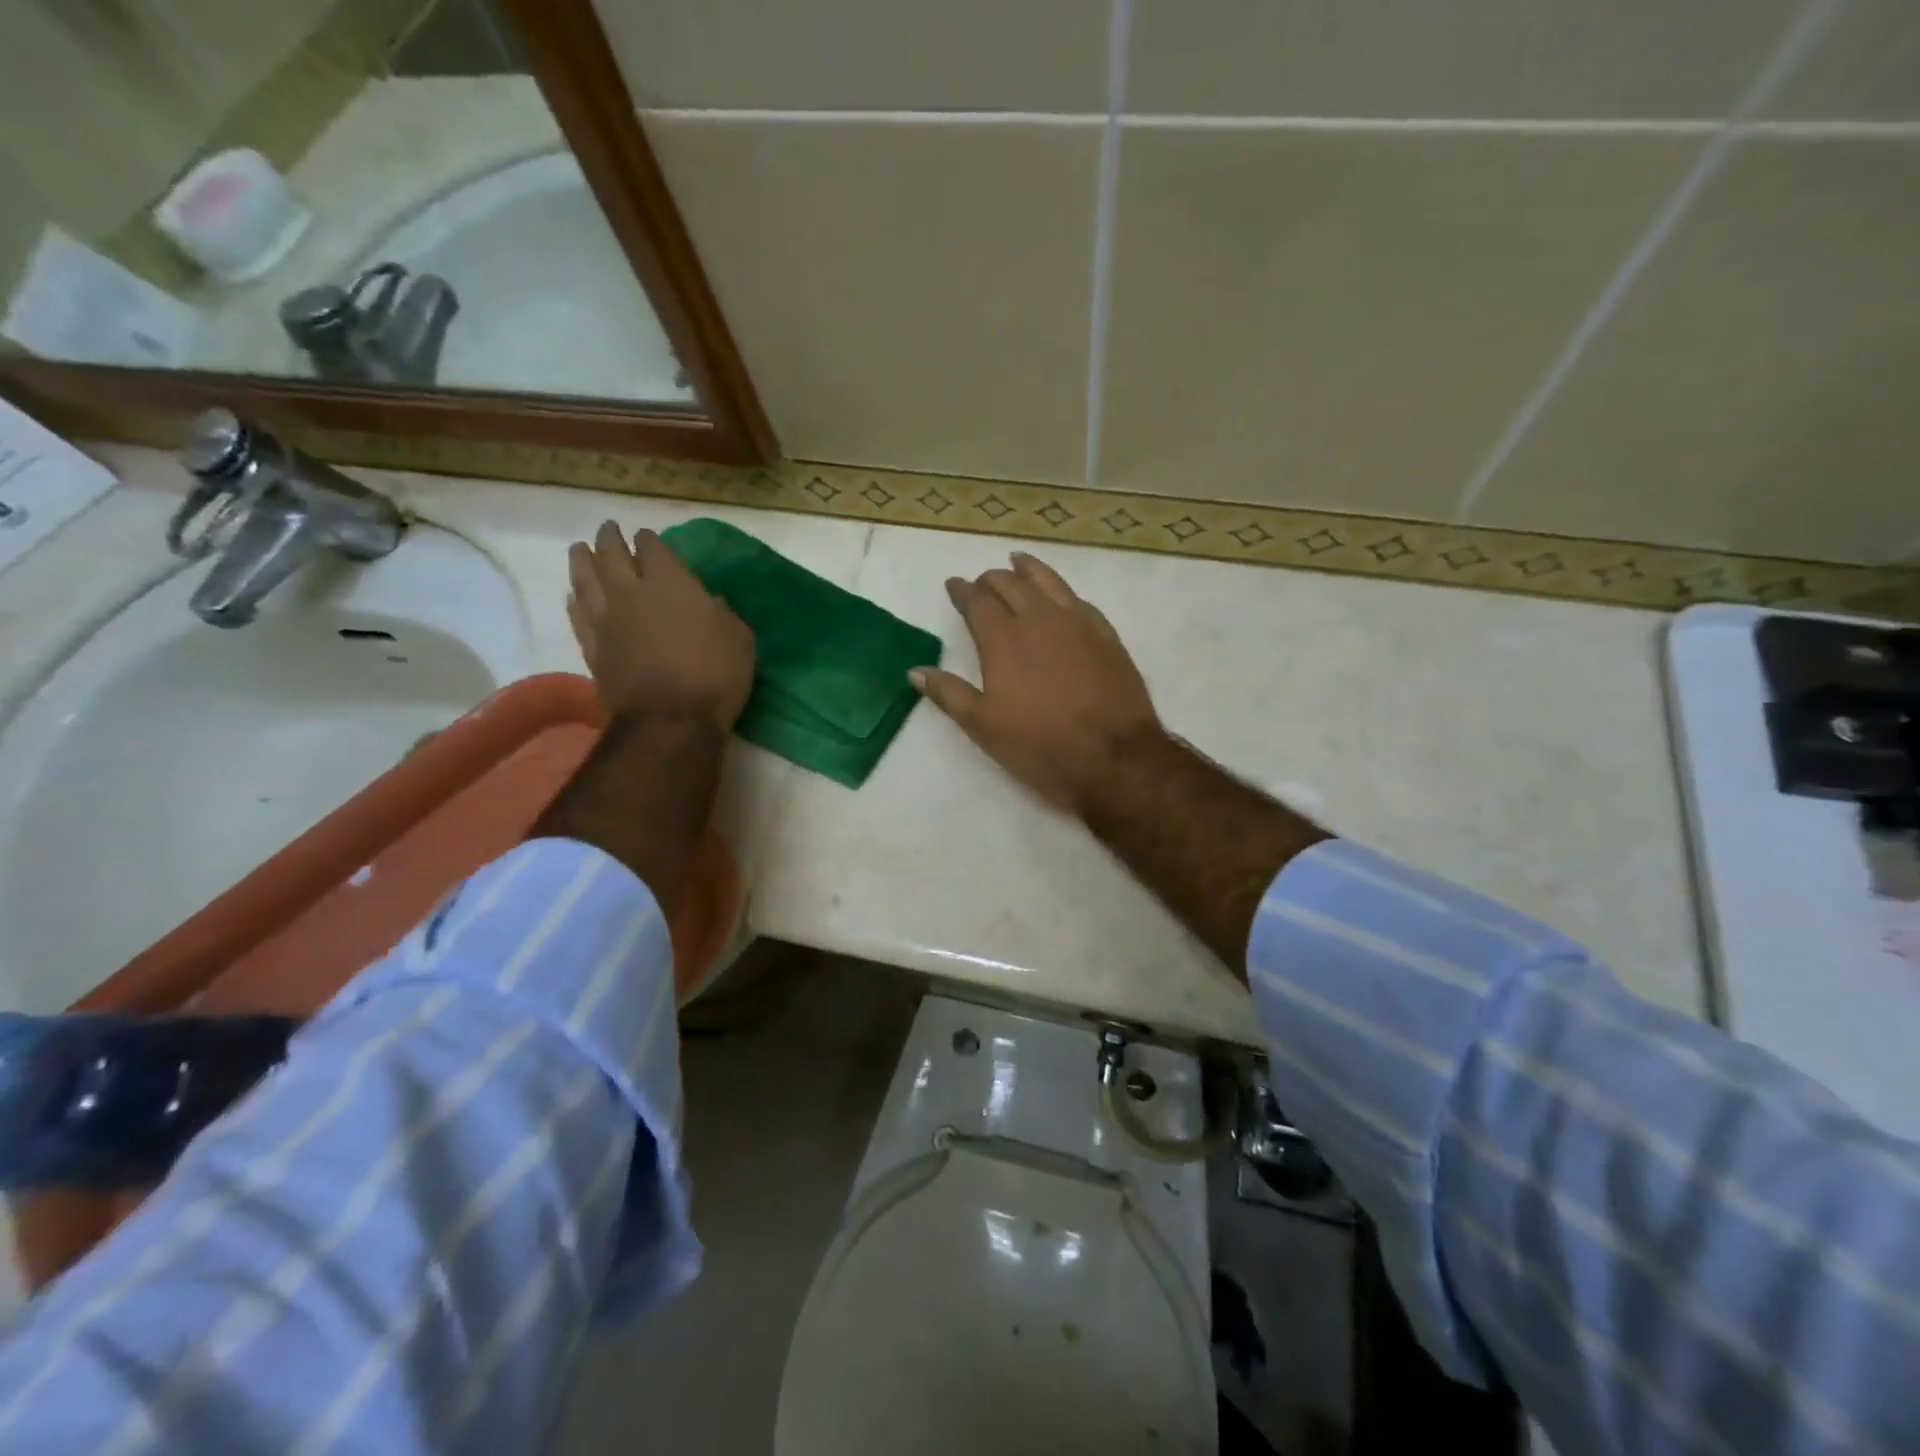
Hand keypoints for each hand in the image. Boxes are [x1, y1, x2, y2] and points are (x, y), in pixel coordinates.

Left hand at [567, 521, 754, 731]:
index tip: (648, 536)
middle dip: (610, 539)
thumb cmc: (714, 676)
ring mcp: (606, 620)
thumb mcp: (738, 639)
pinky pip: (577, 615)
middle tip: (608, 530)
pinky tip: (574, 596)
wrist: (669, 721)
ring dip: (582, 561)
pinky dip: (574, 600)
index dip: (650, 540)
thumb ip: (722, 614)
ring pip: (585, 579)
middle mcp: (631, 592)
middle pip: (612, 555)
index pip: (653, 548)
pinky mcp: (592, 648)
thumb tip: (710, 603)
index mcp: (671, 583)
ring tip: (580, 550)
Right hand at [911, 552, 1161, 814]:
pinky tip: (1061, 596)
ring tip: (1019, 561)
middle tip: (982, 581)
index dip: (962, 591)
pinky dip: (1062, 591)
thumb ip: (949, 694)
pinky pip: (1079, 600)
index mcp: (1004, 639)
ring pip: (1049, 582)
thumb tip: (915, 671)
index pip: (977, 602)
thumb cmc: (1040, 745)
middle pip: (1012, 585)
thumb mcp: (984, 726)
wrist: (1114, 756)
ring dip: (1029, 570)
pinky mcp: (1106, 635)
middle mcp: (1039, 619)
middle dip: (992, 579)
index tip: (954, 584)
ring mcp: (1077, 623)